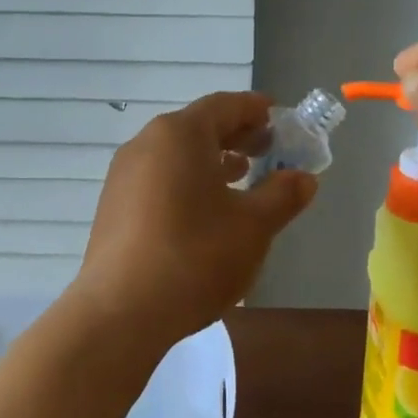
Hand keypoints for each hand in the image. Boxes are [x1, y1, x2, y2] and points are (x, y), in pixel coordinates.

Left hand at [71, 93, 317, 346]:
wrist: (122, 311)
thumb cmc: (195, 256)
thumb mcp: (253, 226)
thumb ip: (282, 195)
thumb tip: (303, 178)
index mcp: (180, 134)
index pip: (224, 105)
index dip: (255, 109)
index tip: (279, 117)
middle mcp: (146, 143)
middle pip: (198, 127)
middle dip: (236, 135)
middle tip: (268, 149)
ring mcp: (124, 175)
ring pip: (176, 154)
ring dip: (212, 160)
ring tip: (242, 177)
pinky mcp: (114, 206)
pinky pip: (159, 178)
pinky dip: (187, 181)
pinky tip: (205, 211)